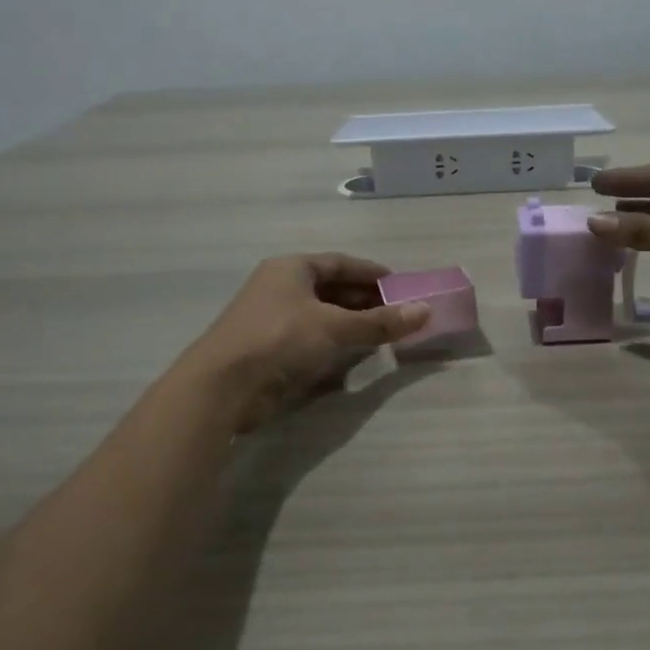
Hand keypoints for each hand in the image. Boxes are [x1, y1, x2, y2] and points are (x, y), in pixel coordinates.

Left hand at [176, 253, 430, 431]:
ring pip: (323, 316)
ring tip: (384, 333)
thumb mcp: (334, 326)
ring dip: (352, 324)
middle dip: (366, 300)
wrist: (223, 386)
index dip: (371, 273)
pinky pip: (312, 339)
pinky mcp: (272, 350)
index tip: (401, 285)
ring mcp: (274, 320)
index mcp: (292, 269)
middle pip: (332, 289)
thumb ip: (379, 322)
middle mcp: (281, 288)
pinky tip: (355, 355)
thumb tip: (425, 311)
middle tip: (399, 312)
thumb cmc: (279, 339)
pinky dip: (335, 343)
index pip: (340, 263)